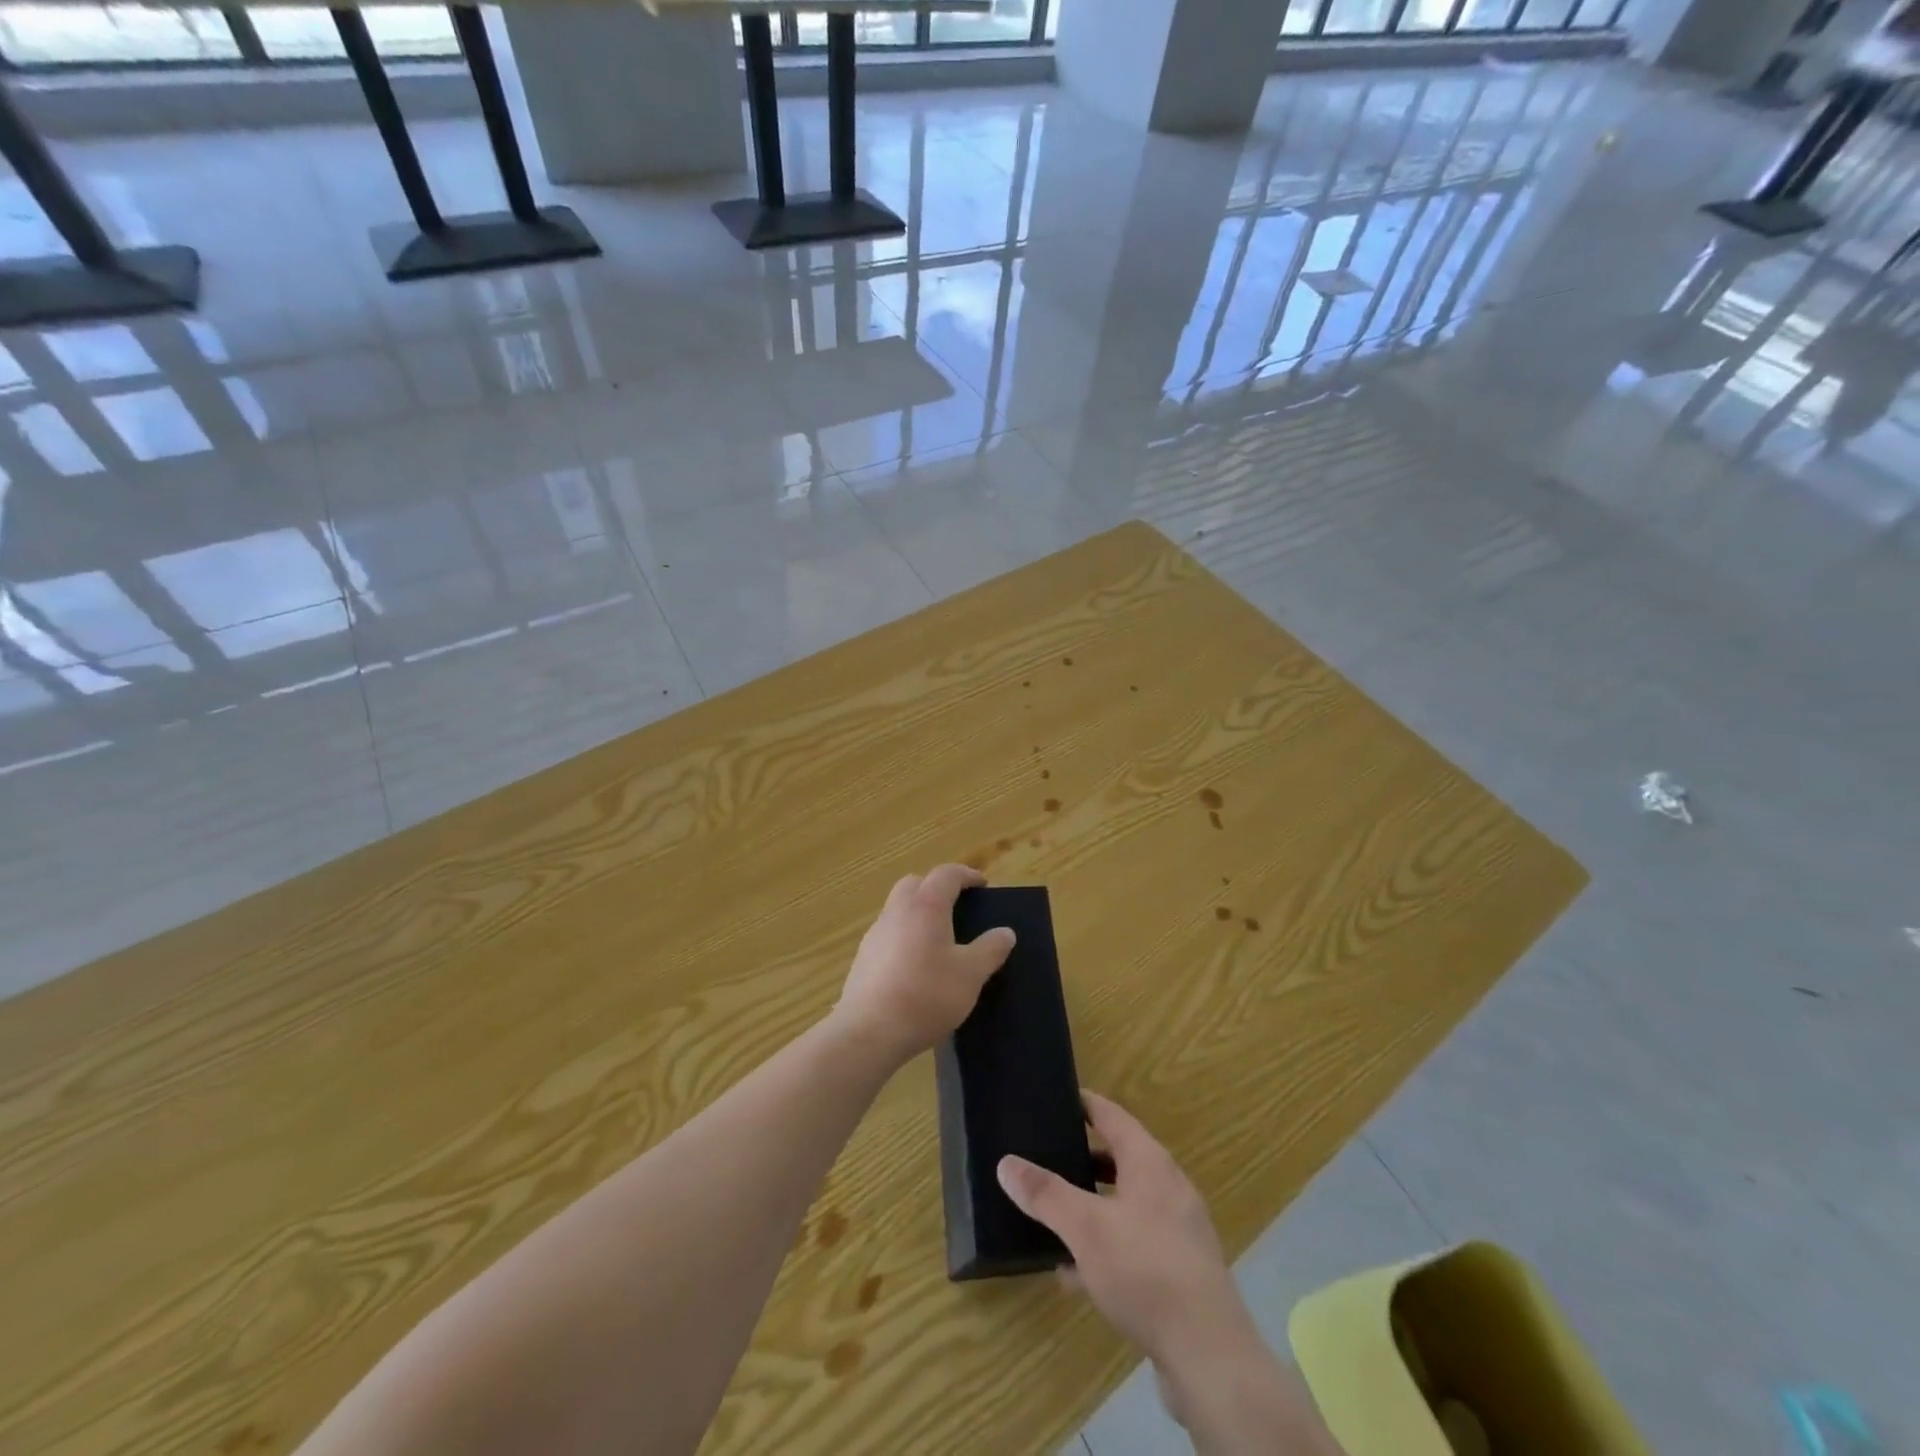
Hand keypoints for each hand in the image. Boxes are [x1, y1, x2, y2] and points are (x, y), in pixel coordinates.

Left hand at [832, 865, 1015, 1067]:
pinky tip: (915, 964)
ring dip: (918, 912)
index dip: (966, 875)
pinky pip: (888, 934)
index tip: (982, 885)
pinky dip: (904, 936)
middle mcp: (897, 911)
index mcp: (926, 906)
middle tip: (957, 906)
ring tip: (939, 937)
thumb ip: (990, 949)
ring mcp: (875, 934)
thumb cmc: (927, 995)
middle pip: (916, 884)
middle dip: (937, 887)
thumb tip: (1005, 932)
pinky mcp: (863, 958)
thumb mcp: (971, 974)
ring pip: (898, 908)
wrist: (869, 1032)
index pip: (946, 874)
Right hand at [998, 1094, 1345, 1453]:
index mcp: (1150, 1163)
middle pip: (1119, 1158)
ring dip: (1090, 1206)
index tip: (1055, 1097)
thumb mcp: (1085, 1228)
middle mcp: (1168, 1188)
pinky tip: (1072, 1273)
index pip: (1112, 1116)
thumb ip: (1046, 1194)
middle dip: (1082, 1158)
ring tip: (1051, 1213)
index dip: (1084, 1104)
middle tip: (1044, 1154)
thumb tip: (1006, 1163)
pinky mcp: (1179, 1272)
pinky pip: (1133, 1245)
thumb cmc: (1145, 1271)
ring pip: (1124, 1204)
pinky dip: (1104, 1247)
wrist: (1209, 1356)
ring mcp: (1177, 1231)